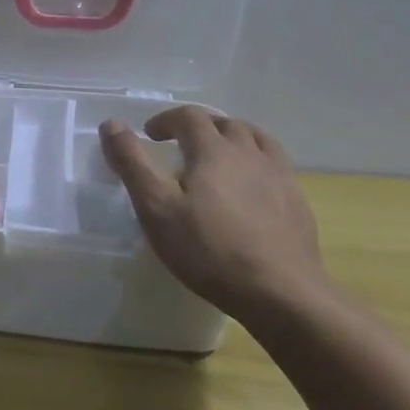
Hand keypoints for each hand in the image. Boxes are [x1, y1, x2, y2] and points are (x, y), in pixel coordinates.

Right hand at [100, 107, 326, 319]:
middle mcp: (250, 153)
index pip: (189, 116)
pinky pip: (276, 165)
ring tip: (218, 156)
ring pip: (257, 139)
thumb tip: (111, 124)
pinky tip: (251, 187)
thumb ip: (132, 163)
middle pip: (225, 123)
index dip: (166, 120)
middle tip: (181, 145)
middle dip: (199, 127)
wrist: (281, 293)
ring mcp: (280, 176)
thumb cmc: (209, 250)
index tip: (150, 135)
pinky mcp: (297, 201)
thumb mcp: (156, 208)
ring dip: (233, 138)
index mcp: (214, 150)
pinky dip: (257, 162)